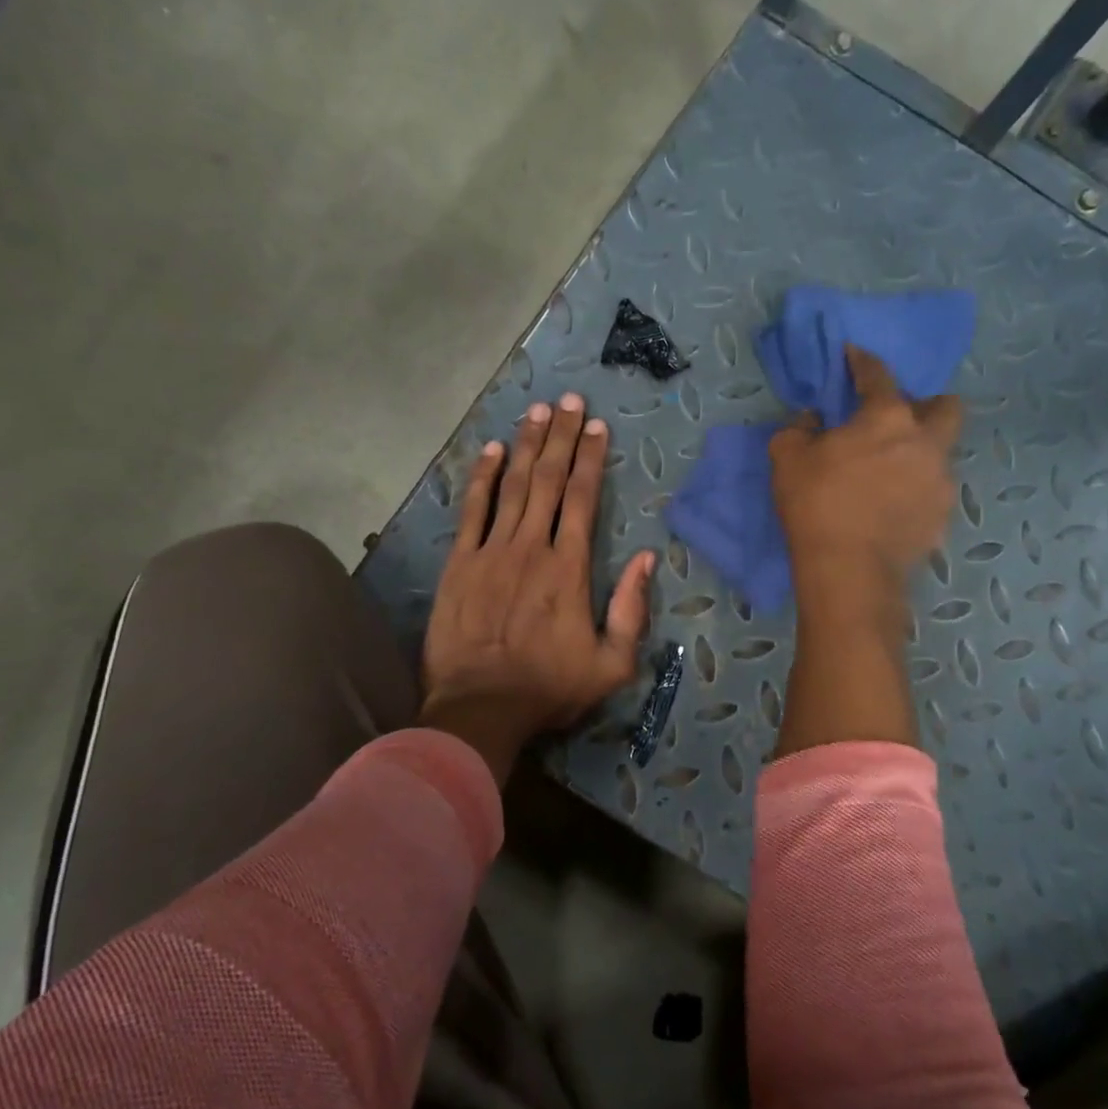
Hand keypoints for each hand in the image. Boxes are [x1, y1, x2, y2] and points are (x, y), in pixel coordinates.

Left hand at [419, 394, 654, 783]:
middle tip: (568, 399)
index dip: (590, 458)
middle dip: (560, 436)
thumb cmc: (548, 688)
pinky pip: (472, 510)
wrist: (479, 708)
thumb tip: (648, 559)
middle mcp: (532, 547)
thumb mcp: (611, 664)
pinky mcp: (459, 562)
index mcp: (569, 568)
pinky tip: (489, 449)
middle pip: (548, 480)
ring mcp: (491, 551)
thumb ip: (631, 609)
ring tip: (536, 410)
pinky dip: (481, 477)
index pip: (582, 498)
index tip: (596, 426)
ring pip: (512, 485)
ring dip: (525, 444)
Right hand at [770, 347, 963, 611]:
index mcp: (887, 418)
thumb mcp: (786, 458)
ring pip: (940, 452)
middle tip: (896, 419)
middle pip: (946, 407)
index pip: (878, 376)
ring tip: (888, 472)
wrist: (849, 570)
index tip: (853, 355)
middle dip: (926, 405)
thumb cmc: (816, 504)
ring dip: (918, 452)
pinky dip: (914, 490)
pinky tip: (890, 506)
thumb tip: (814, 420)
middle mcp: (925, 442)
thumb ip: (798, 429)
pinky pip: (932, 491)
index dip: (863, 362)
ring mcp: (940, 481)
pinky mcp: (942, 517)